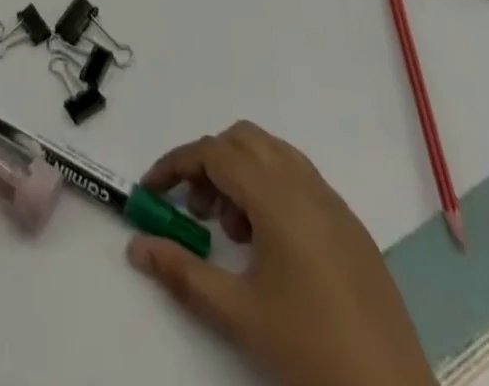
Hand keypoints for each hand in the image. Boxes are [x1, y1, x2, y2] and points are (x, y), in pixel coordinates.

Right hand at [129, 123, 434, 385]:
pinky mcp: (352, 227)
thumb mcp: (237, 313)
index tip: (152, 190)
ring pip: (273, 154)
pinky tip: (270, 246)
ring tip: (233, 231)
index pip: (214, 153)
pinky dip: (271, 188)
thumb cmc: (309, 348)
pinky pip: (300, 179)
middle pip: (243, 140)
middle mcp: (305, 185)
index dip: (176, 164)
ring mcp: (333, 204)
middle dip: (209, 163)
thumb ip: (182, 272)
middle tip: (196, 210)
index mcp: (277, 196)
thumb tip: (136, 246)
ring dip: (241, 173)